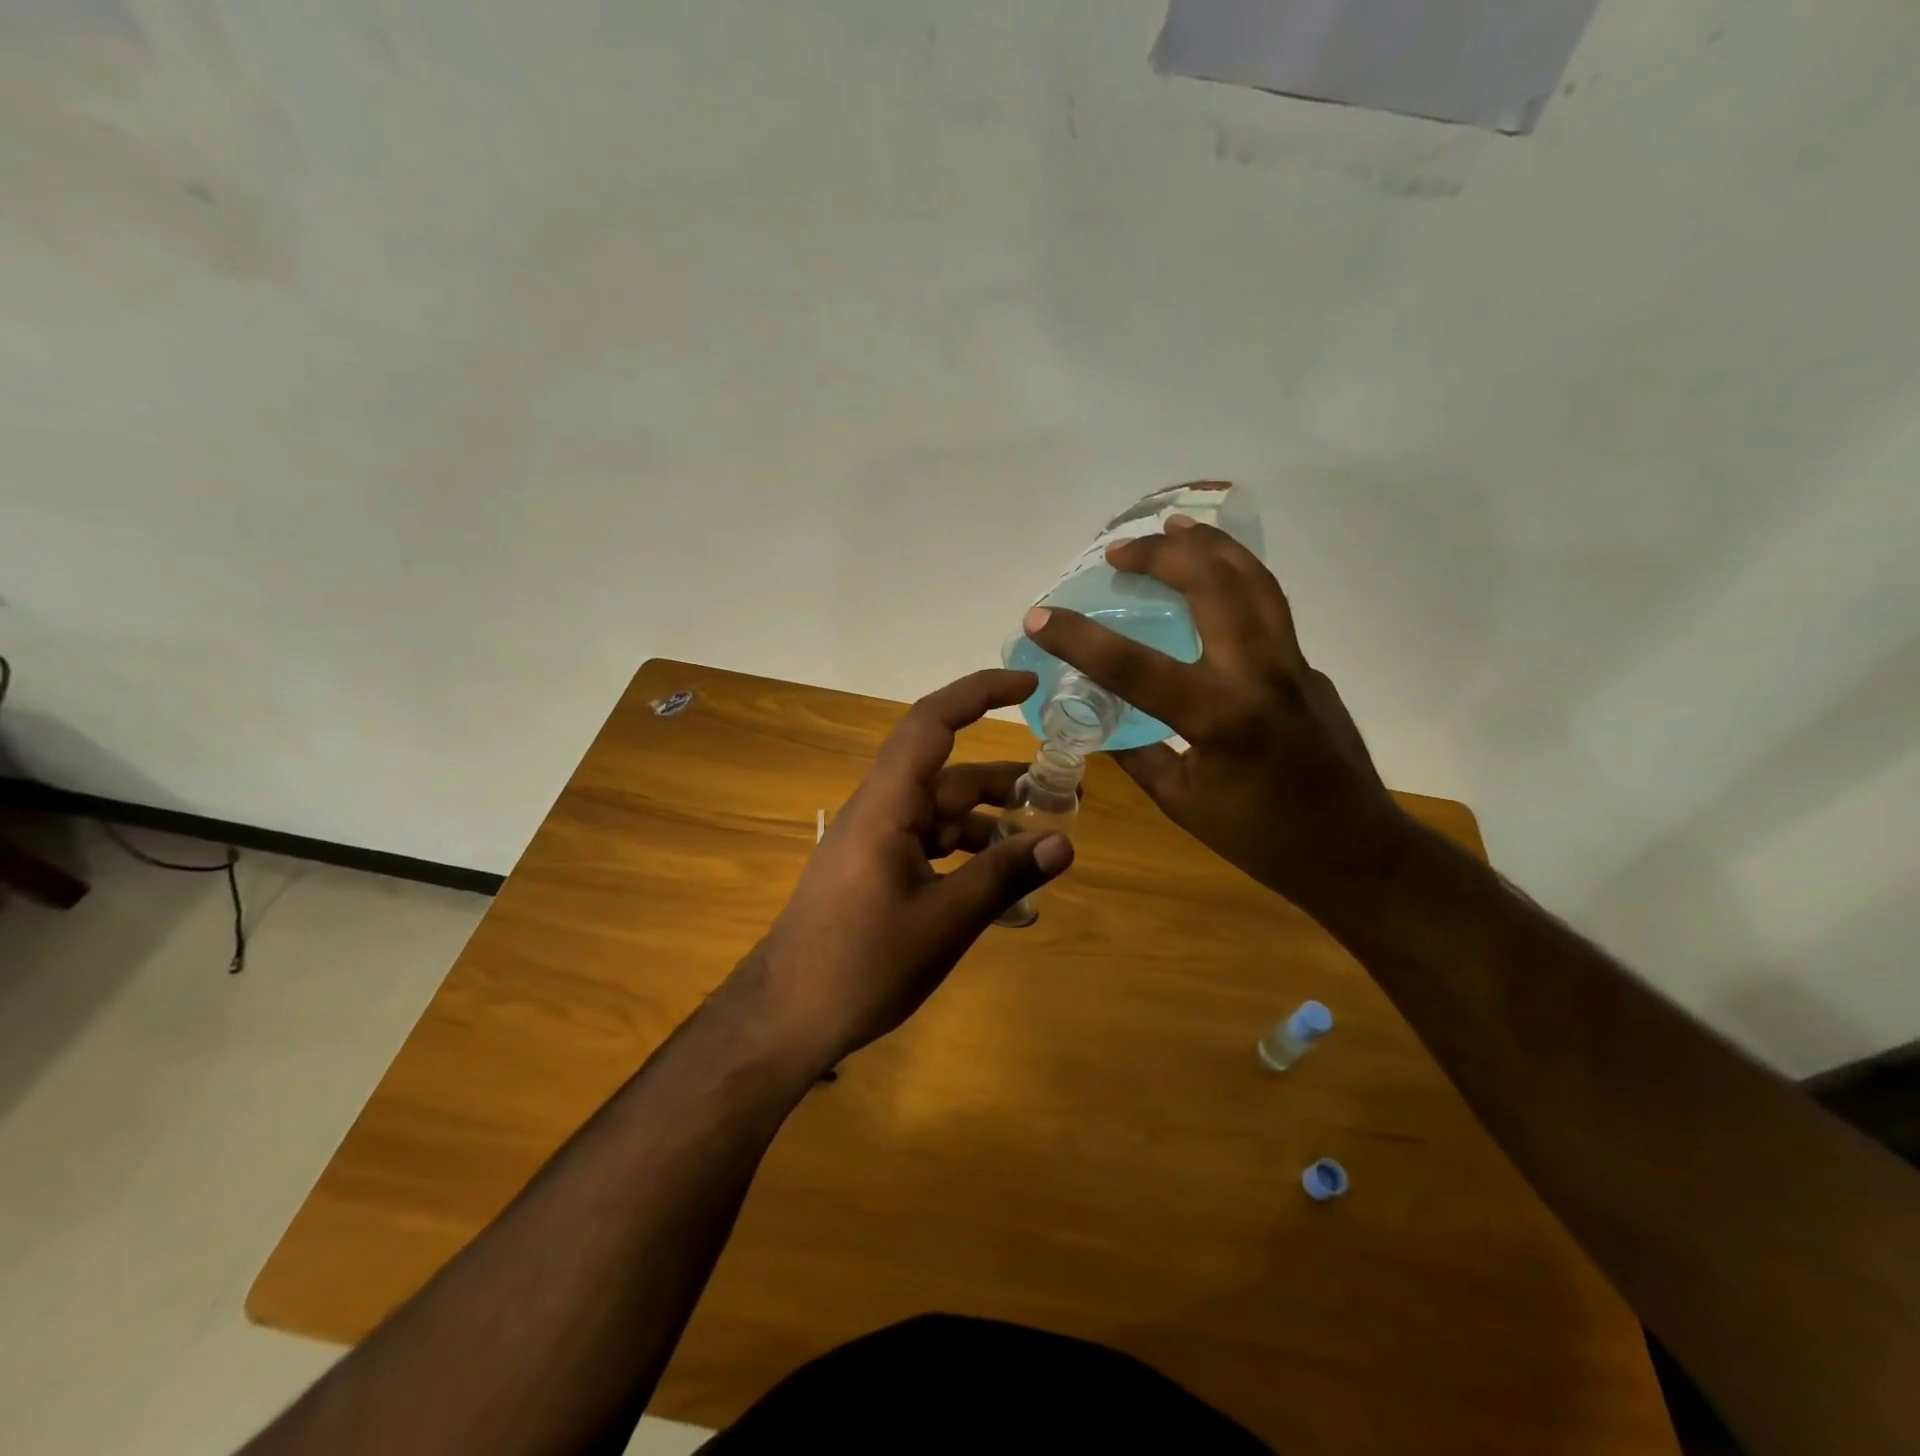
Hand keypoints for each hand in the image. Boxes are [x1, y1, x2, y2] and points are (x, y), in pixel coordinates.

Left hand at [721, 669, 1073, 1071]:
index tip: (1028, 686)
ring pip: (941, 814)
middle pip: (948, 776)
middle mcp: (879, 812)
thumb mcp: (943, 922)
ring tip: (1042, 843)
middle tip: (1063, 794)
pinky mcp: (873, 871)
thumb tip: (1064, 842)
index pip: (931, 723)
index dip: (978, 694)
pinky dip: (966, 855)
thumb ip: (1002, 876)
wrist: (786, 1018)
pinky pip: (928, 845)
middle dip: (1004, 781)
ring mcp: (874, 842)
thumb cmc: (861, 965)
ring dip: (989, 822)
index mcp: (886, 806)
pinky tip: (999, 883)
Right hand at [1021, 510, 1405, 908]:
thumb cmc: (1261, 838)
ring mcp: (1293, 664)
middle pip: (1212, 585)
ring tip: (1175, 525)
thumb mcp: (1181, 801)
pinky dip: (1236, 579)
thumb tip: (1100, 719)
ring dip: (1209, 545)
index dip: (1079, 637)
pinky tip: (1214, 584)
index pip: (1133, 665)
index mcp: (1218, 717)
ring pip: (1254, 580)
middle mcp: (1259, 674)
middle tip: (1118, 550)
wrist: (1355, 850)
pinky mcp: (1309, 667)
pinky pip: (1269, 608)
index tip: (1040, 615)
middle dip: (1160, 554)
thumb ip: (1137, 752)